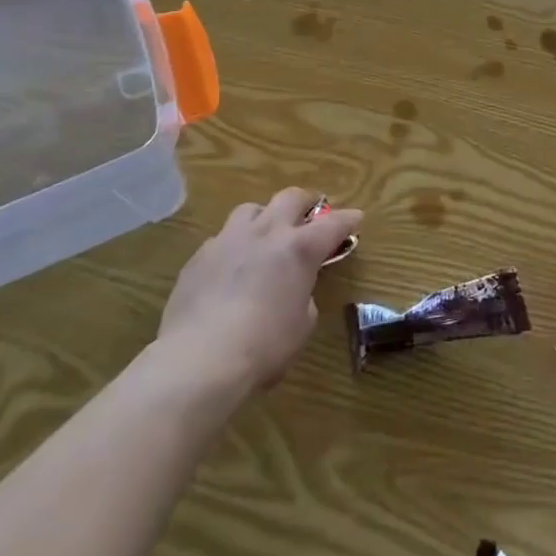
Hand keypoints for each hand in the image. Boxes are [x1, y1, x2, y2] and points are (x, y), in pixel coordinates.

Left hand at [152, 187, 362, 399]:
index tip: (356, 217)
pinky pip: (222, 239)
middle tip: (310, 215)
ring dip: (264, 218)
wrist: (200, 358)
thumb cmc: (263, 347)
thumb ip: (303, 298)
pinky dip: (233, 247)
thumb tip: (294, 291)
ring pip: (251, 209)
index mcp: (299, 249)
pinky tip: (229, 269)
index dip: (347, 219)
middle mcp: (266, 232)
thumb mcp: (301, 326)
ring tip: (264, 236)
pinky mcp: (200, 255)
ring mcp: (229, 239)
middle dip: (305, 202)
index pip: (333, 224)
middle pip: (290, 197)